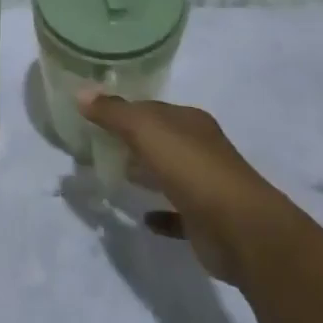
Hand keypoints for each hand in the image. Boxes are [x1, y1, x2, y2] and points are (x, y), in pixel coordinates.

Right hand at [76, 92, 282, 283]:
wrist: (241, 230)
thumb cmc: (192, 169)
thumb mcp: (146, 130)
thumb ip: (113, 112)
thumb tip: (81, 92)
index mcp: (189, 122)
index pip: (151, 109)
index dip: (124, 110)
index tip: (94, 117)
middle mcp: (200, 149)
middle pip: (160, 140)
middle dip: (132, 141)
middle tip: (97, 146)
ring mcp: (205, 185)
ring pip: (168, 174)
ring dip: (145, 174)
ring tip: (113, 175)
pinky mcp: (204, 221)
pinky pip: (176, 214)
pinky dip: (161, 214)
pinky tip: (143, 218)